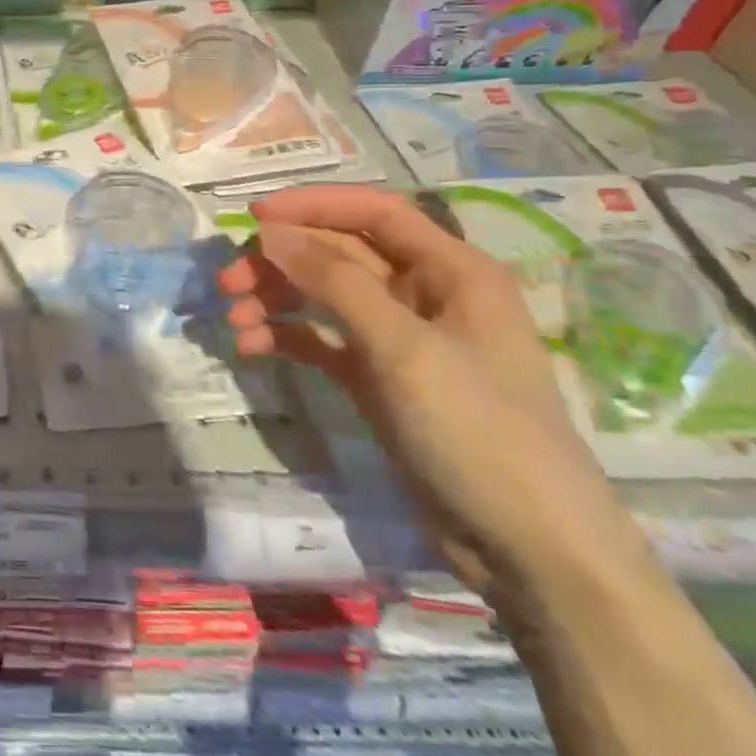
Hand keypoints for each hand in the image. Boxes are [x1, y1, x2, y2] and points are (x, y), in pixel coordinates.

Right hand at [217, 185, 639, 597]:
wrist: (528, 550)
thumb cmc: (479, 431)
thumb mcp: (404, 348)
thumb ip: (335, 282)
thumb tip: (269, 231)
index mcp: (452, 271)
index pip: (375, 212)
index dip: (313, 205)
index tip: (252, 216)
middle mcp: (425, 295)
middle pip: (339, 254)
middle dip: (282, 262)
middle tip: (227, 282)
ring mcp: (400, 340)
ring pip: (325, 297)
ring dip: (276, 300)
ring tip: (234, 321)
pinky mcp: (379, 380)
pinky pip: (322, 340)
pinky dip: (287, 338)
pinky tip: (253, 349)